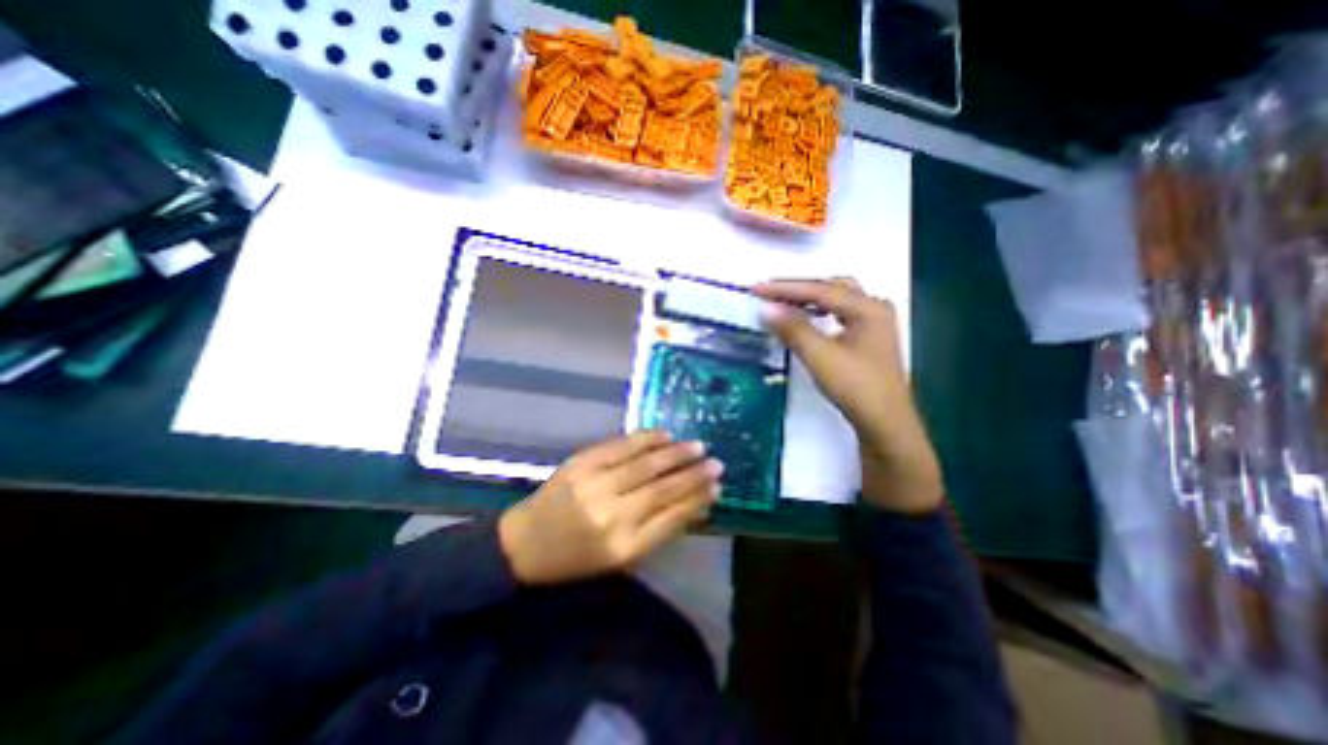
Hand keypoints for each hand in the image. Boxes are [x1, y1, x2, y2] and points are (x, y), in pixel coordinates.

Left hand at [501, 433, 725, 583]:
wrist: (526, 542)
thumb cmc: (578, 558)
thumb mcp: (621, 558)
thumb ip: (658, 531)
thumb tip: (694, 504)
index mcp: (623, 547)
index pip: (671, 518)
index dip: (697, 500)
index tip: (717, 487)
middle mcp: (611, 515)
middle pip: (662, 488)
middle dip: (694, 474)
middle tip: (716, 462)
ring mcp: (595, 484)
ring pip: (645, 464)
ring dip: (675, 453)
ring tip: (697, 446)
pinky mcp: (581, 463)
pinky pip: (620, 446)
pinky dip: (645, 438)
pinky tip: (664, 434)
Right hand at [756, 277, 944, 510]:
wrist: (885, 424)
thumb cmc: (855, 387)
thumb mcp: (819, 356)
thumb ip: (792, 328)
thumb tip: (765, 308)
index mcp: (867, 307)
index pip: (819, 290)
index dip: (784, 288)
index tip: (755, 288)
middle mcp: (874, 307)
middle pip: (830, 287)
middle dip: (797, 288)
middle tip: (769, 292)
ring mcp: (873, 323)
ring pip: (836, 300)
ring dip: (808, 298)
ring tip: (781, 302)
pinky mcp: (868, 338)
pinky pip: (838, 314)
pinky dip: (818, 312)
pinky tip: (805, 318)